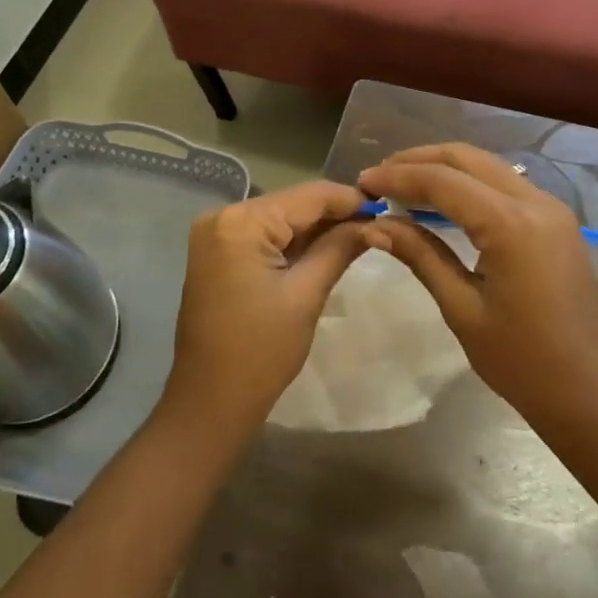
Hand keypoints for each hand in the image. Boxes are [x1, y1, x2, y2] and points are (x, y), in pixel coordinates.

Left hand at [160, 180, 371, 440]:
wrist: (210, 401)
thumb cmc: (261, 352)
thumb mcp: (306, 295)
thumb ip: (339, 249)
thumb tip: (374, 224)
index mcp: (241, 222)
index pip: (307, 196)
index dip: (349, 199)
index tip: (387, 205)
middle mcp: (222, 216)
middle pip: (291, 204)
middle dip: (334, 214)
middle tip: (379, 223)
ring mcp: (215, 234)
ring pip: (279, 219)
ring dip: (316, 228)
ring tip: (361, 234)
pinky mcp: (217, 252)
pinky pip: (263, 236)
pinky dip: (293, 242)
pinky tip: (326, 248)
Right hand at [358, 144, 597, 433]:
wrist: (587, 391)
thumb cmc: (520, 361)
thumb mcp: (461, 308)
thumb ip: (420, 255)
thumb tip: (375, 225)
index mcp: (511, 225)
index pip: (443, 181)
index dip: (398, 177)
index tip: (363, 183)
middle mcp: (536, 202)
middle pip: (467, 158)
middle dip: (419, 161)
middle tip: (380, 177)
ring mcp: (551, 208)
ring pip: (487, 165)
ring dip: (443, 168)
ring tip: (402, 185)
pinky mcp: (556, 220)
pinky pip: (504, 184)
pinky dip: (468, 182)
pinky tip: (441, 200)